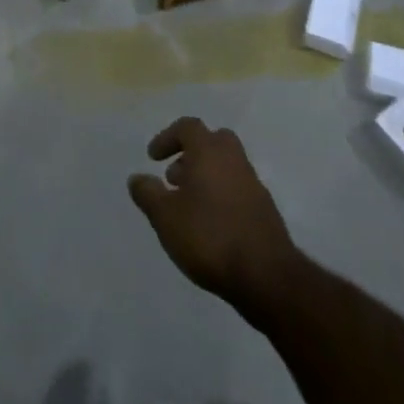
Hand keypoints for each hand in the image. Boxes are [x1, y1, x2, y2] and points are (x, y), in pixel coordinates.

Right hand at [129, 117, 298, 312]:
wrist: (267, 276)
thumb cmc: (209, 237)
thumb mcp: (165, 217)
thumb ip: (148, 194)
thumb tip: (137, 178)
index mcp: (209, 152)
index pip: (188, 127)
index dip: (167, 137)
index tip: (152, 158)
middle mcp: (234, 160)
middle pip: (213, 141)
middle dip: (191, 153)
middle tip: (174, 177)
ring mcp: (253, 184)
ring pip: (226, 165)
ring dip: (206, 176)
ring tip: (188, 205)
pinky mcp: (265, 209)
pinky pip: (238, 188)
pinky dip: (221, 195)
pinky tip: (210, 225)